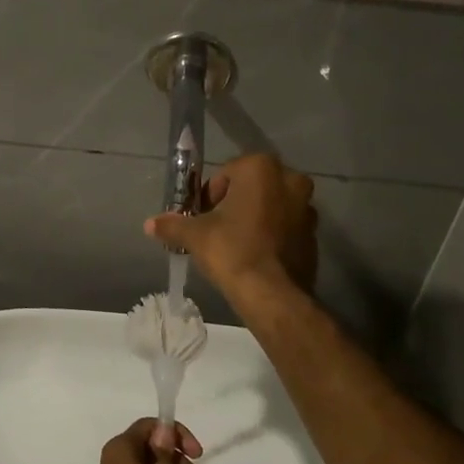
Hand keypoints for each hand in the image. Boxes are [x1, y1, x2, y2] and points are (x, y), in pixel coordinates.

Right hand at [144, 153, 318, 293]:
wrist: (273, 295)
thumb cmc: (232, 251)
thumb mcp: (196, 236)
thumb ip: (173, 225)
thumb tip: (149, 224)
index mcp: (261, 168)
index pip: (226, 174)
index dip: (210, 196)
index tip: (203, 218)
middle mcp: (290, 179)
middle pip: (252, 187)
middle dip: (235, 204)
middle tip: (218, 230)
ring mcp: (307, 207)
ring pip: (271, 206)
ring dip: (255, 218)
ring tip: (237, 245)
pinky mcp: (314, 234)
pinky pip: (286, 227)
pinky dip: (272, 235)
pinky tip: (256, 256)